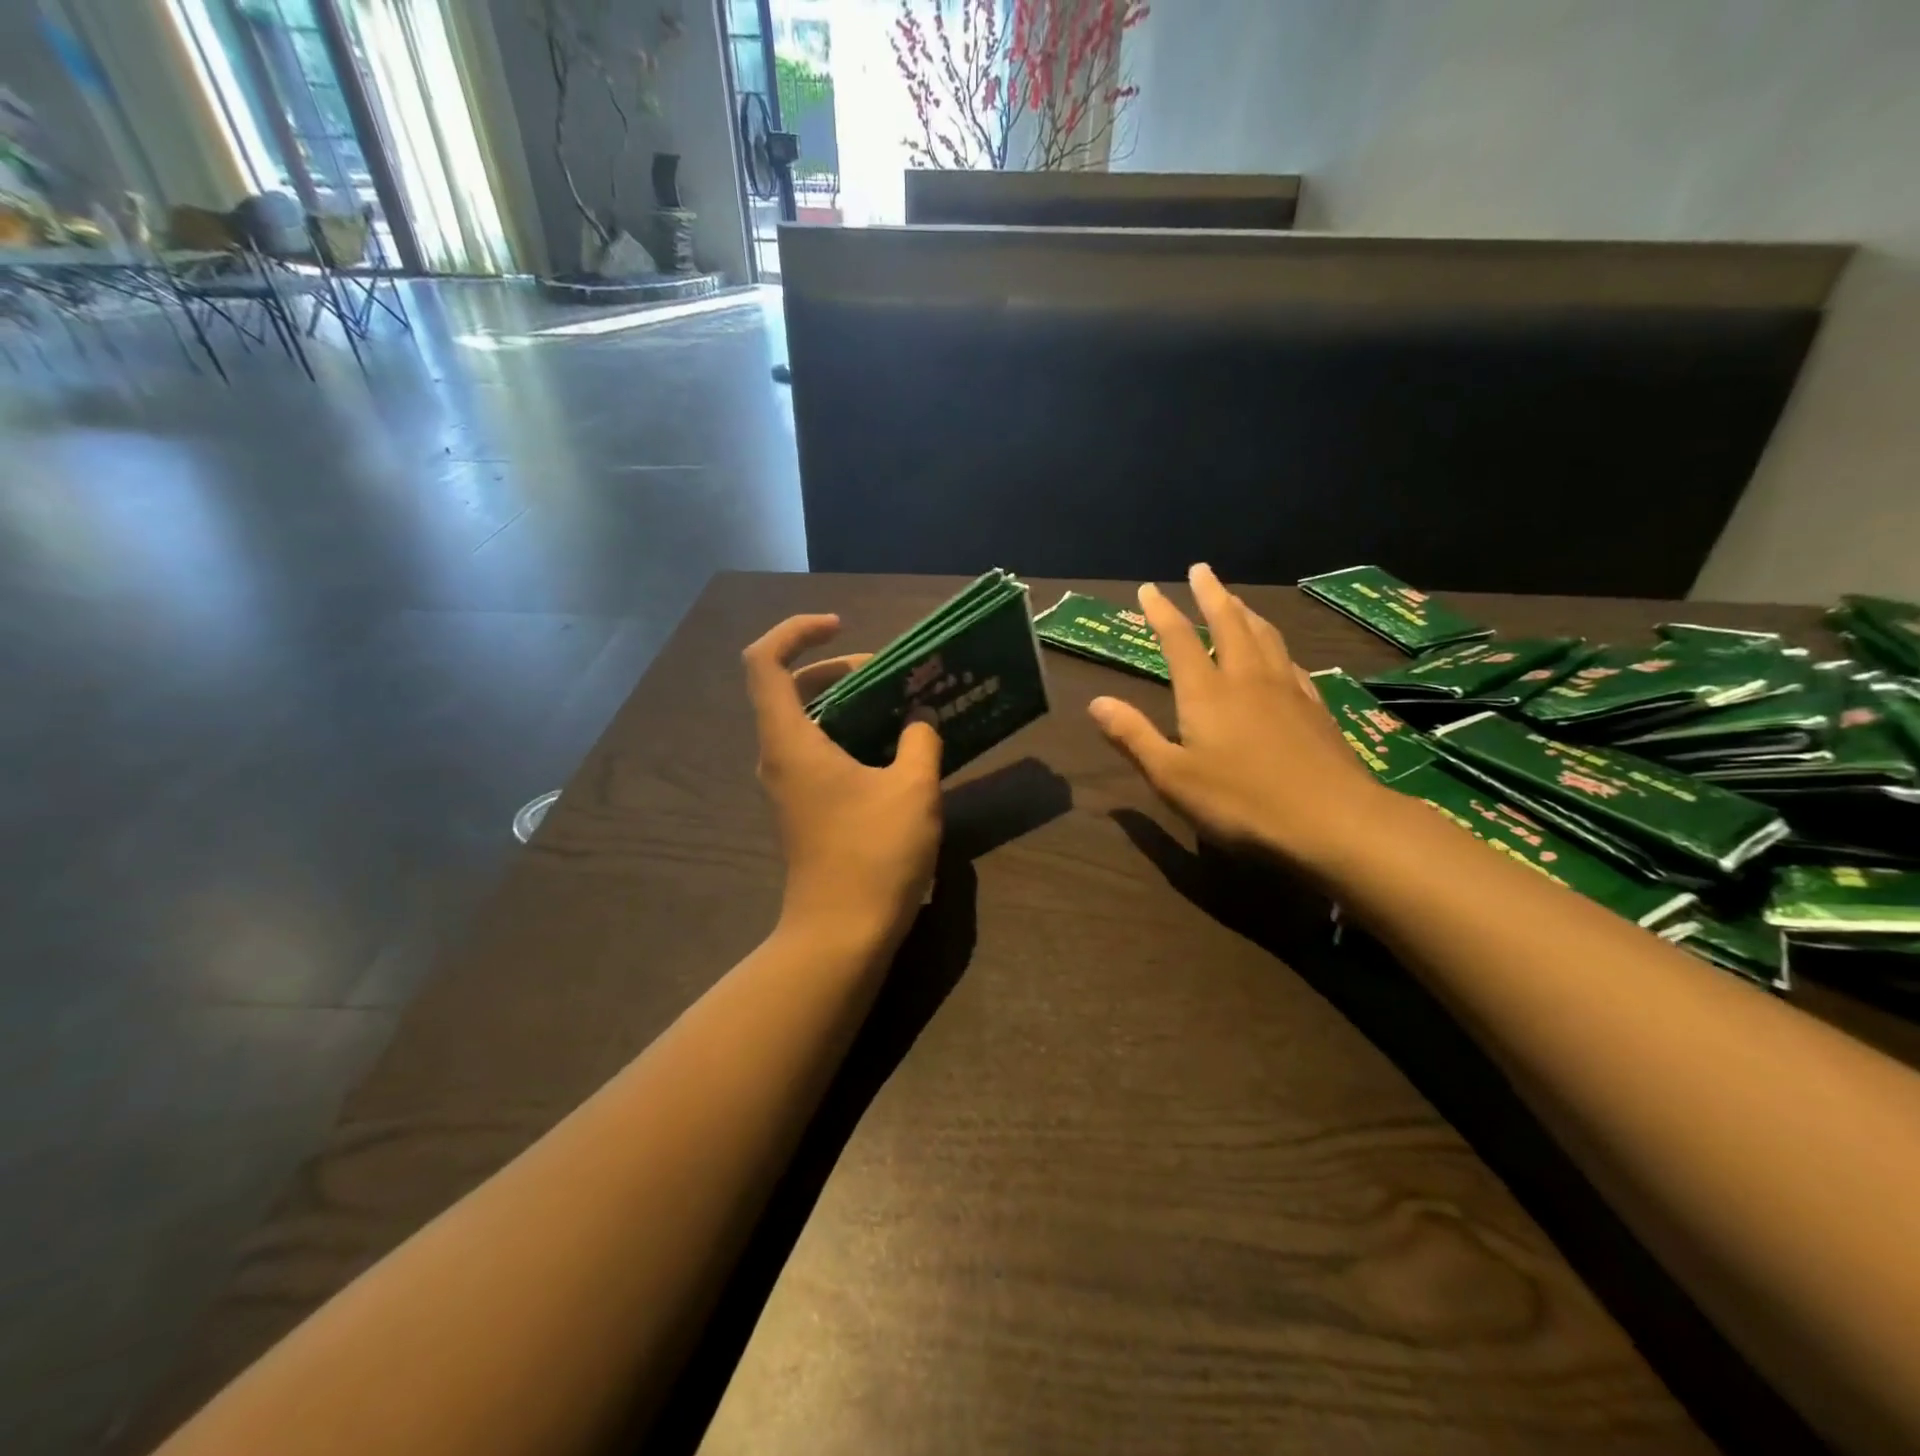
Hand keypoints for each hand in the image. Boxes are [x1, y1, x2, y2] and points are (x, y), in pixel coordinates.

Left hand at [744, 614, 943, 950]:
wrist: (841, 934)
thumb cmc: (874, 854)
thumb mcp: (914, 789)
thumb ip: (921, 739)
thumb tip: (920, 718)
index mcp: (791, 741)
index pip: (764, 662)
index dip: (796, 631)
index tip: (842, 628)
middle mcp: (778, 757)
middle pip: (788, 688)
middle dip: (836, 668)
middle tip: (888, 673)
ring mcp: (787, 785)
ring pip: (805, 722)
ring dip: (846, 703)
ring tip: (898, 705)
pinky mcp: (803, 808)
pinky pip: (816, 751)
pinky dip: (847, 735)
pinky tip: (892, 749)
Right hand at [1087, 564, 1390, 870]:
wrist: (1332, 820)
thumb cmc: (1240, 801)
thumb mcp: (1172, 776)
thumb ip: (1134, 736)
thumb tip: (1096, 702)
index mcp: (1206, 692)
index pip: (1179, 640)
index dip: (1161, 612)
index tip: (1148, 589)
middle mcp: (1247, 679)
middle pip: (1229, 623)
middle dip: (1211, 595)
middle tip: (1202, 570)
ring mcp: (1287, 690)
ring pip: (1265, 636)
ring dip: (1246, 612)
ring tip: (1236, 600)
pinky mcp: (1315, 709)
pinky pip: (1292, 662)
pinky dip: (1277, 646)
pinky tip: (1280, 654)